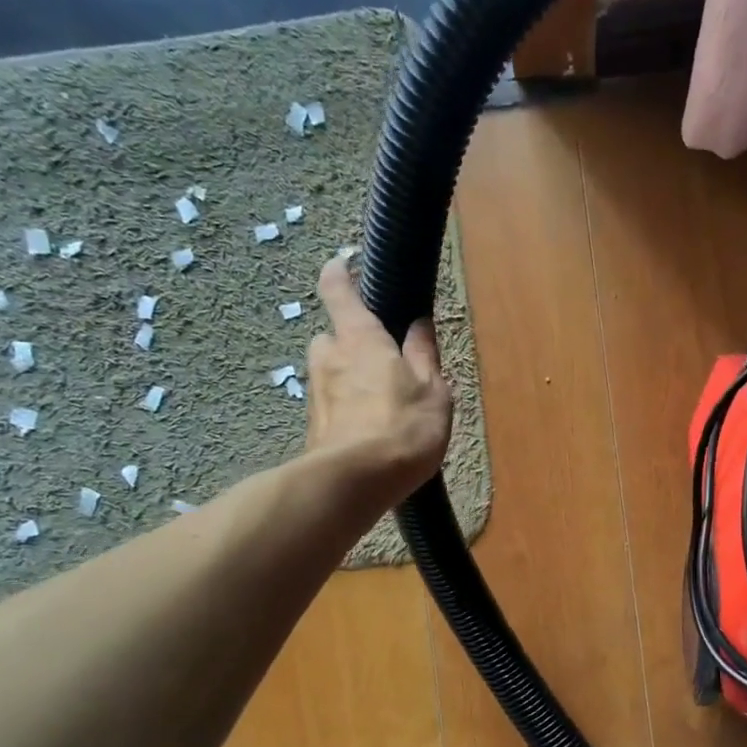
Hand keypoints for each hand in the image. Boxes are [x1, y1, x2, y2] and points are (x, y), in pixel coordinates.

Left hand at [305, 255, 452, 506]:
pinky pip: (331, 405)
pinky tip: (369, 431)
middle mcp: (329, 359)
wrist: (355, 483)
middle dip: (349, 342)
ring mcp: (316, 395)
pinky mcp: (314, 427)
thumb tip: (418, 324)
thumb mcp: (432, 390)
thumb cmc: (403, 428)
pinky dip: (346, 409)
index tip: (342, 263)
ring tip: (380, 403)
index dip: (338, 274)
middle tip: (380, 360)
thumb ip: (424, 355)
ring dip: (348, 379)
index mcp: (360, 340)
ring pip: (330, 374)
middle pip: (331, 337)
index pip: (339, 293)